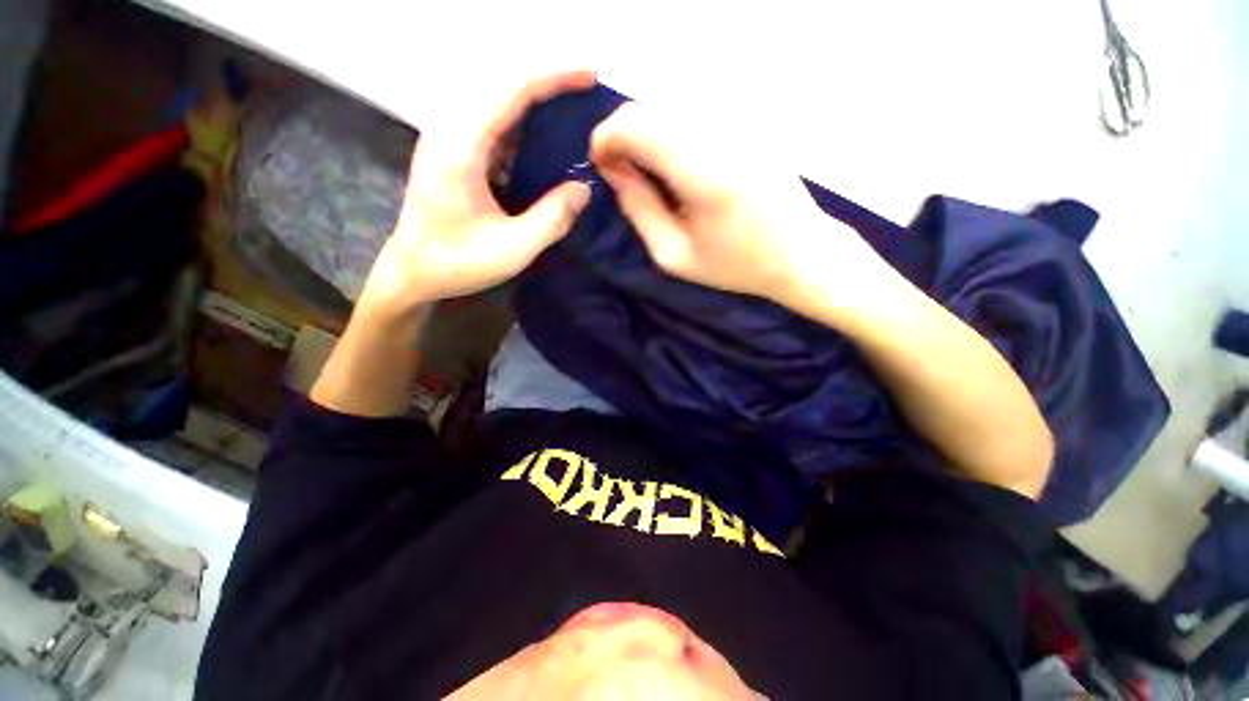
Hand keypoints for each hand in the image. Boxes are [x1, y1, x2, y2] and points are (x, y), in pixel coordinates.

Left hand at [359, 70, 595, 313]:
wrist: (413, 271)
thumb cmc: (459, 263)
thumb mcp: (514, 249)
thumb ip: (552, 218)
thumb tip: (584, 187)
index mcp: (462, 146)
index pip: (512, 91)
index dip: (554, 78)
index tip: (590, 76)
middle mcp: (451, 130)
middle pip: (505, 88)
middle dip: (549, 85)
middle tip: (588, 96)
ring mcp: (450, 140)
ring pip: (498, 104)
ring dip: (536, 103)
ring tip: (573, 113)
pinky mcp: (454, 153)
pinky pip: (493, 125)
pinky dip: (523, 125)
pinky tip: (544, 141)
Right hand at [589, 103, 888, 312]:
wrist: (801, 251)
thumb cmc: (735, 265)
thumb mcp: (674, 255)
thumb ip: (638, 209)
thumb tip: (612, 169)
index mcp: (705, 174)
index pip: (636, 124)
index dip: (606, 138)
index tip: (601, 164)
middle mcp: (724, 132)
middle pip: (650, 108)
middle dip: (623, 136)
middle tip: (623, 173)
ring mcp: (742, 120)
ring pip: (670, 106)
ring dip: (648, 134)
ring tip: (652, 174)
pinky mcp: (751, 119)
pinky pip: (694, 113)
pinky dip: (673, 133)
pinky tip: (681, 166)